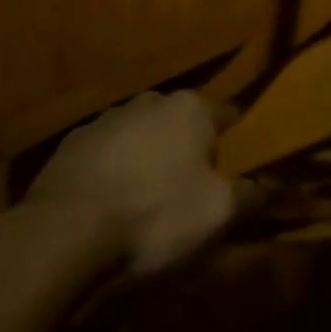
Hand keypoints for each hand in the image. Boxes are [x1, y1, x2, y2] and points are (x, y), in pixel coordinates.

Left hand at [24, 90, 249, 274]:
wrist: (66, 231)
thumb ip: (248, 195)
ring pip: (141, 134)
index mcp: (191, 108)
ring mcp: (108, 117)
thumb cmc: (154, 215)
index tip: (233, 167)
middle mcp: (151, 100)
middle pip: (181, 122)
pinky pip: (104, 153)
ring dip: (146, 157)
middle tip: (188, 189)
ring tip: (143, 200)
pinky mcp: (72, 142)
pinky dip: (110, 170)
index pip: (226, 113)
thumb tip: (265, 187)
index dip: (233, 140)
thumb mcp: (217, 214)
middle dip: (186, 147)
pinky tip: (106, 204)